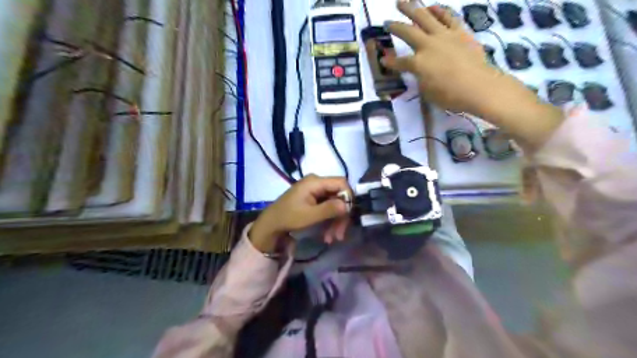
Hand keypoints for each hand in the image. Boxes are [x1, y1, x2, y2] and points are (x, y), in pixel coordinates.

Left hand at [249, 175, 350, 252]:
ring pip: (335, 204)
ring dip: (335, 222)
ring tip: (331, 238)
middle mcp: (317, 183)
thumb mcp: (309, 215)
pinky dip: (329, 221)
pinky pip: (328, 208)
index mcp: (315, 182)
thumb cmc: (288, 217)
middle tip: (340, 234)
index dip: (348, 197)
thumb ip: (329, 209)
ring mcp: (316, 191)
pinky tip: (327, 235)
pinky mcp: (314, 199)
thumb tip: (348, 206)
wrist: (271, 224)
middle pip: (339, 195)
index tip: (349, 215)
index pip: (341, 183)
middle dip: (341, 215)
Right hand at [382, 2, 561, 148]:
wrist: (478, 86)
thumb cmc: (450, 95)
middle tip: (387, 21)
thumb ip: (420, 78)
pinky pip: (448, 17)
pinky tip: (432, 6)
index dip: (390, 62)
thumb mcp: (427, 91)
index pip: (399, 62)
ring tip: (403, 1)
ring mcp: (444, 36)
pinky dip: (439, 10)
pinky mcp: (460, 32)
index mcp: (418, 63)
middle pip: (407, 32)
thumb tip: (420, 71)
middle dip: (395, 27)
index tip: (383, 60)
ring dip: (412, 8)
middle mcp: (427, 45)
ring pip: (425, 17)